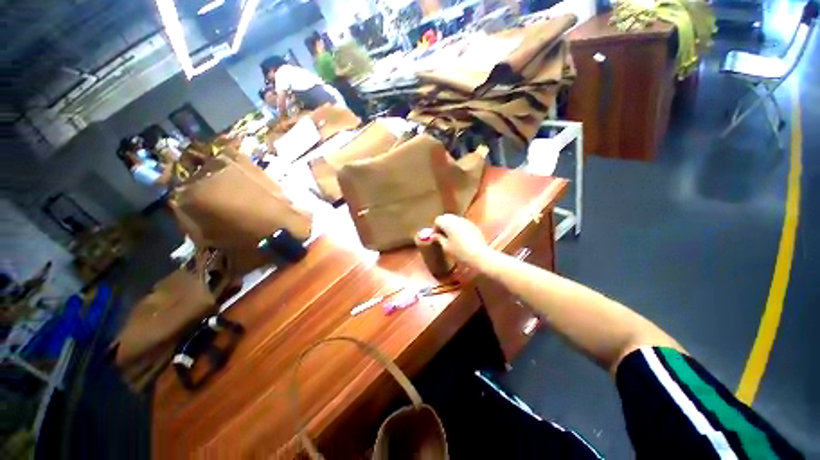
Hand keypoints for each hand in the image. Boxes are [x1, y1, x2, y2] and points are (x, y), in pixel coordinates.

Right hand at [433, 214, 491, 267]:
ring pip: (455, 220)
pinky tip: (461, 239)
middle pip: (446, 217)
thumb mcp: (446, 247)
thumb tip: (434, 235)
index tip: (435, 237)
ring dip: (451, 226)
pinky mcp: (473, 225)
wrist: (480, 256)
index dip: (435, 228)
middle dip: (443, 225)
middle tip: (442, 236)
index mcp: (448, 223)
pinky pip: (462, 224)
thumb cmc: (460, 252)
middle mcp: (457, 219)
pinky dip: (459, 228)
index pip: (438, 220)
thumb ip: (439, 238)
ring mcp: (466, 221)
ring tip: (451, 238)